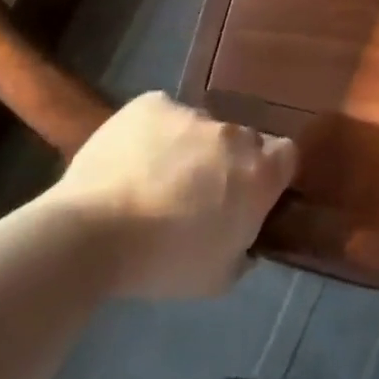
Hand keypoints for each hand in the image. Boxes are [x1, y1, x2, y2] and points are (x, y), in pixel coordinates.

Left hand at [49, 92, 298, 298]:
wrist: (91, 235)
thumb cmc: (163, 263)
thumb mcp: (220, 276)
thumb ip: (244, 246)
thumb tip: (242, 231)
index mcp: (260, 173)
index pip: (287, 156)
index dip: (272, 173)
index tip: (250, 194)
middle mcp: (233, 134)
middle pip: (242, 140)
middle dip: (228, 161)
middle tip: (199, 191)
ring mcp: (192, 113)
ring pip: (200, 127)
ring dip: (189, 147)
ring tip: (155, 177)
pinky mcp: (151, 103)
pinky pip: (163, 115)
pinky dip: (155, 132)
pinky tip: (132, 158)